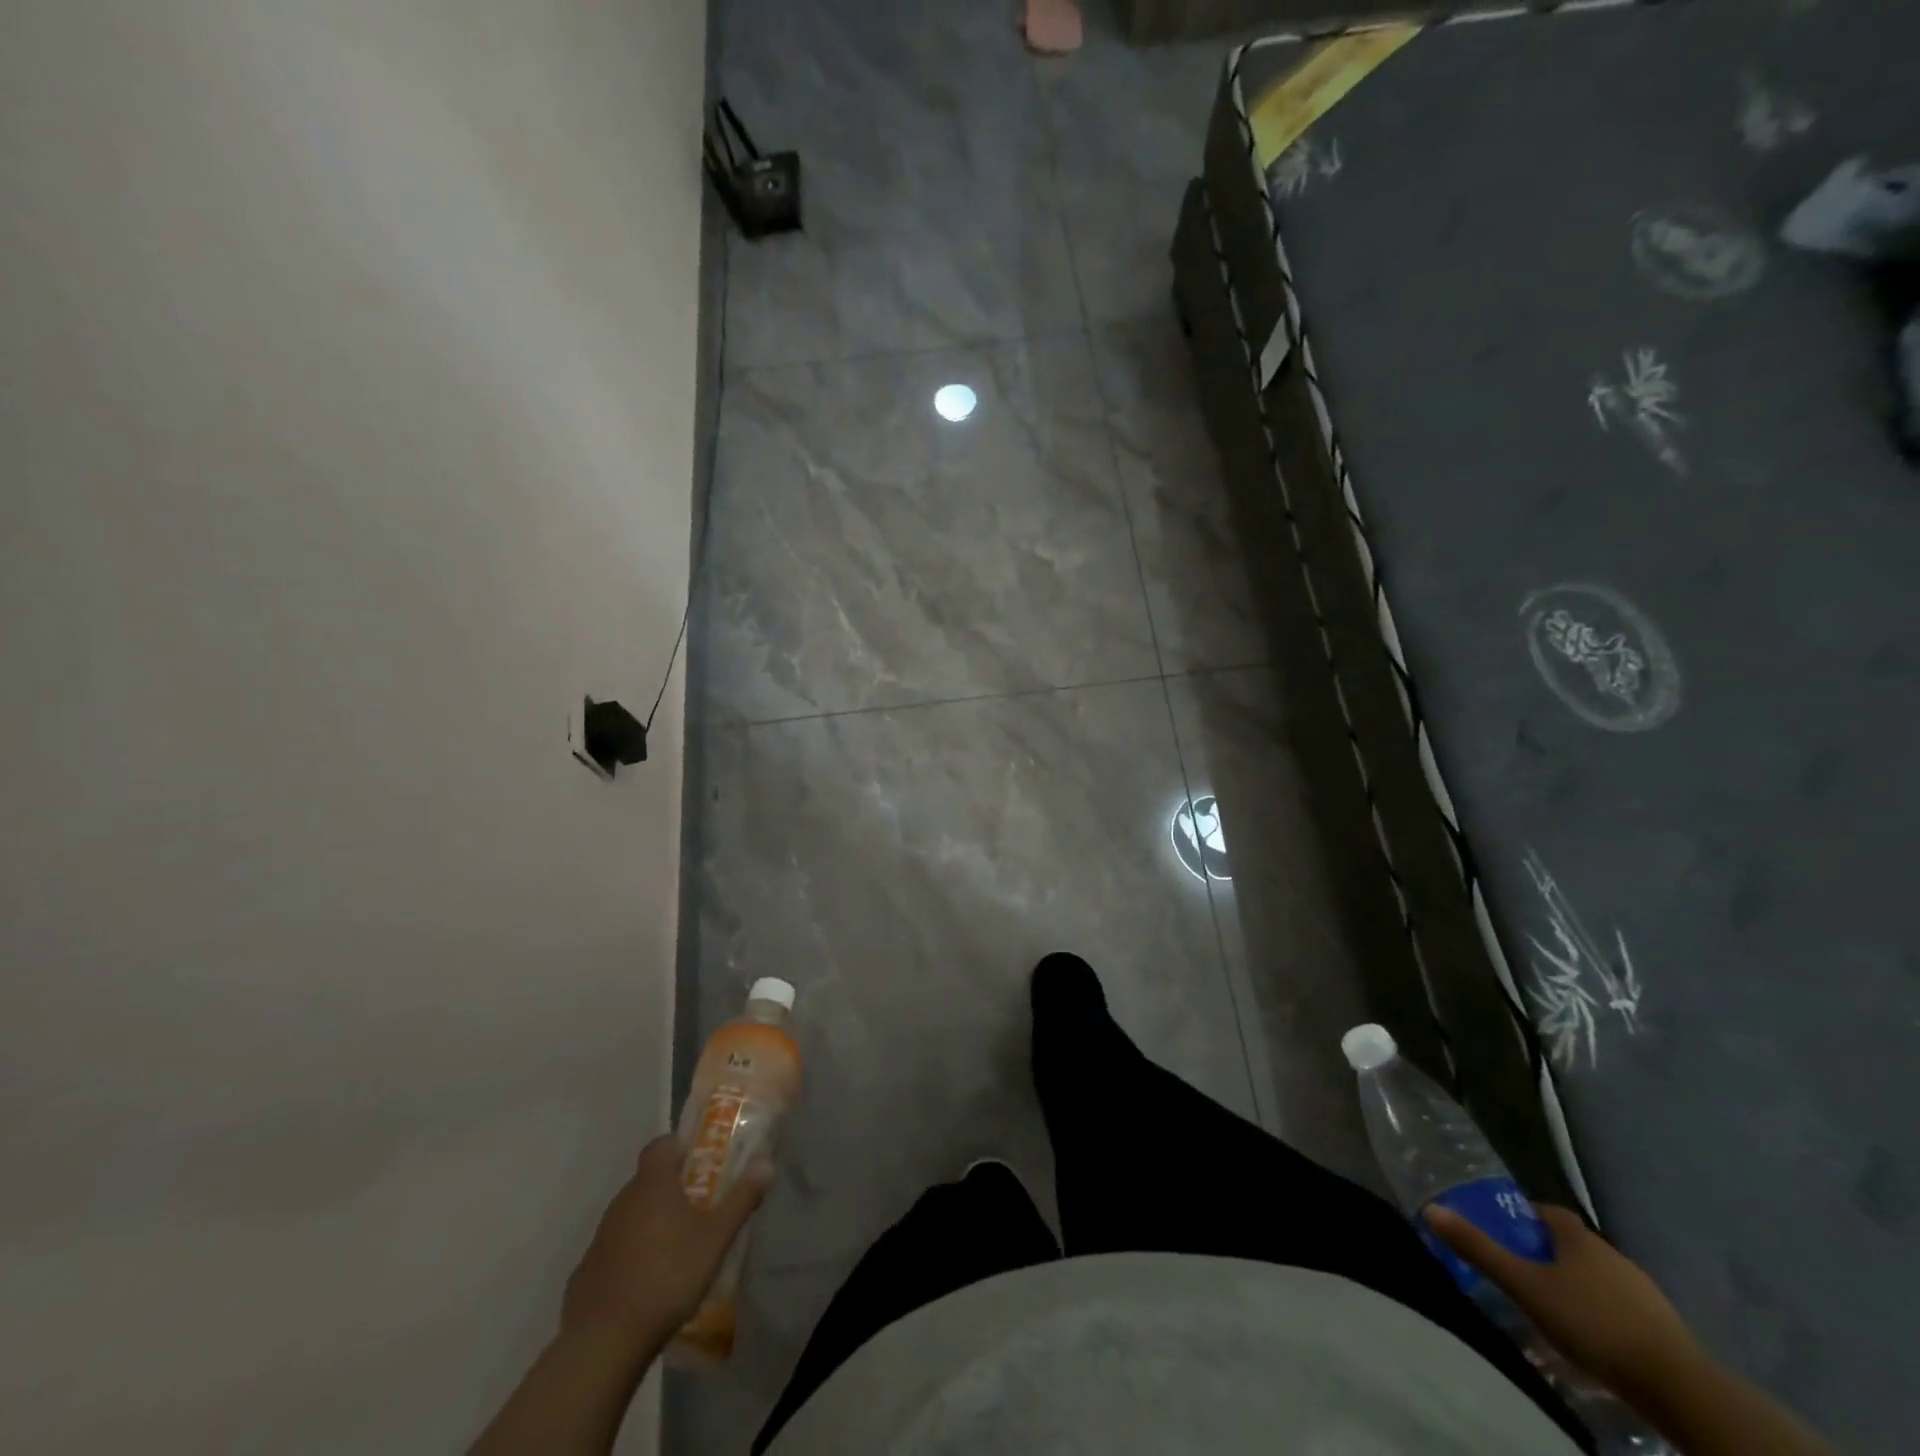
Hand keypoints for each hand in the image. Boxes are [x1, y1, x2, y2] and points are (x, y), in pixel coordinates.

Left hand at [561, 1135, 771, 1344]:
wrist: (605, 1340)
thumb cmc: (668, 1274)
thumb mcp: (716, 1237)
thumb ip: (741, 1198)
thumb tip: (767, 1163)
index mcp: (653, 1184)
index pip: (661, 1145)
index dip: (679, 1147)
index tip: (701, 1162)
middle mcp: (623, 1200)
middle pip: (648, 1181)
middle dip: (672, 1189)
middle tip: (699, 1206)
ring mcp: (601, 1237)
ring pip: (631, 1215)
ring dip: (652, 1222)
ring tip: (677, 1247)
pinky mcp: (587, 1272)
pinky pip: (616, 1249)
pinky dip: (632, 1255)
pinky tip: (648, 1281)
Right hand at [1425, 1202, 1703, 1401]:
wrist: (1677, 1385)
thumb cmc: (1591, 1322)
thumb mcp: (1524, 1286)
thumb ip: (1479, 1249)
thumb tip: (1431, 1209)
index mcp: (1579, 1238)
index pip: (1548, 1212)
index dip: (1526, 1218)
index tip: (1507, 1233)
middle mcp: (1612, 1254)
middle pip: (1574, 1245)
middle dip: (1550, 1254)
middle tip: (1524, 1273)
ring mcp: (1644, 1291)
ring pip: (1600, 1277)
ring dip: (1578, 1285)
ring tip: (1555, 1308)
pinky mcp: (1665, 1327)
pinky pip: (1623, 1307)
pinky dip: (1604, 1313)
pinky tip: (1594, 1336)